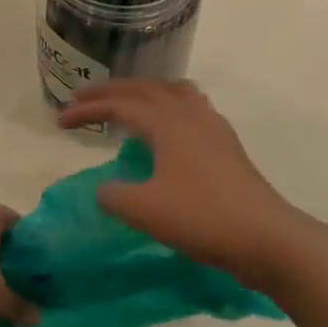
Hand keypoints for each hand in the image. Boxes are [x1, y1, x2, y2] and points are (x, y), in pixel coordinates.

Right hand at [58, 80, 307, 287]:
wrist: (267, 238)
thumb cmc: (203, 219)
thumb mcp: (145, 210)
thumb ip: (114, 195)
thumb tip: (105, 188)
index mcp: (167, 122)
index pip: (119, 104)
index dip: (87, 108)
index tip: (60, 121)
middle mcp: (189, 114)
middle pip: (144, 88)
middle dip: (110, 91)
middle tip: (82, 97)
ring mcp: (212, 126)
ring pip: (172, 91)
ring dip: (143, 92)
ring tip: (126, 102)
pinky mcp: (226, 144)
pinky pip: (190, 108)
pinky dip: (167, 106)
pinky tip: (167, 129)